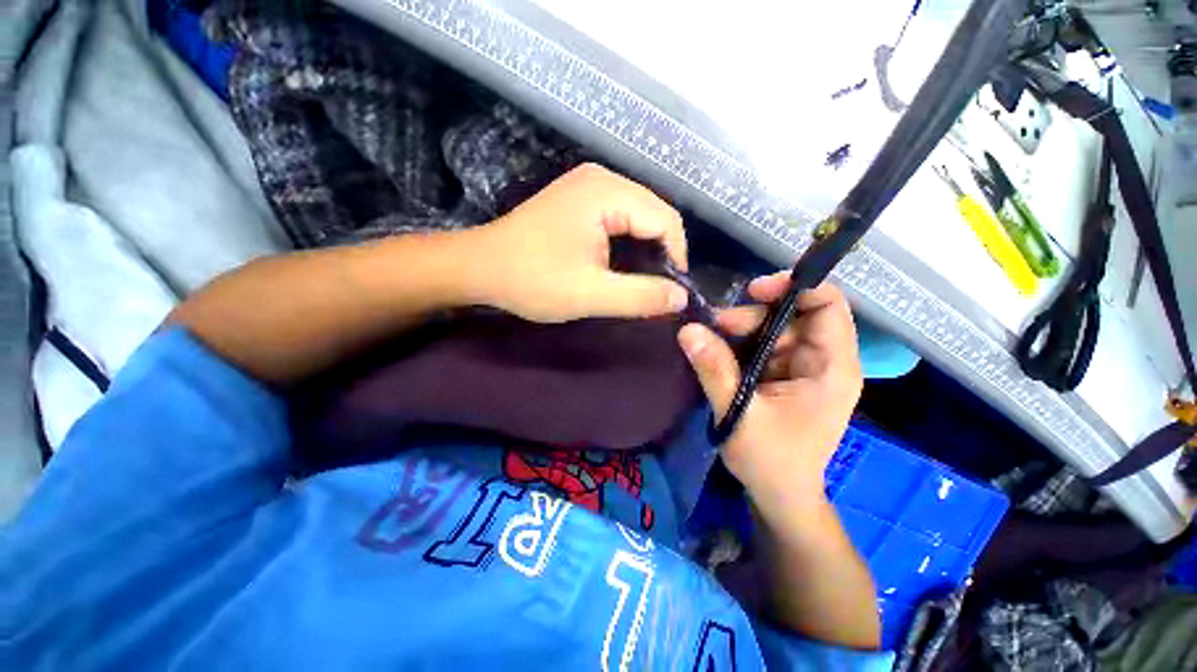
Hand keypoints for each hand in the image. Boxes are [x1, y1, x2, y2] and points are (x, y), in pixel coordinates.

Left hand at [469, 163, 689, 322]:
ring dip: (645, 252)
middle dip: (661, 254)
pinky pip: (620, 219)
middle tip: (656, 292)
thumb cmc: (532, 279)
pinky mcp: (580, 201)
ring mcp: (589, 187)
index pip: (666, 220)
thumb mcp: (590, 294)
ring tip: (641, 284)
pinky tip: (622, 267)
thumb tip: (682, 297)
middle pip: (655, 215)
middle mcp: (603, 179)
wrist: (479, 268)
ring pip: (639, 218)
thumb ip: (640, 296)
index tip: (669, 293)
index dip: (676, 258)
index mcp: (607, 192)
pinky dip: (628, 245)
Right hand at [678, 277, 861, 512]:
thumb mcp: (740, 415)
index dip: (795, 287)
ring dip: (742, 329)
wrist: (780, 495)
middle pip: (794, 314)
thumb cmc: (771, 461)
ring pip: (774, 328)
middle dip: (754, 315)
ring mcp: (801, 367)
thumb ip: (715, 370)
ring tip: (712, 340)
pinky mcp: (782, 374)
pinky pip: (762, 345)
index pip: (828, 306)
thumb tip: (688, 329)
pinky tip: (718, 352)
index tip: (753, 290)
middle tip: (716, 326)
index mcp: (831, 368)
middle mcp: (822, 361)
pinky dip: (739, 343)